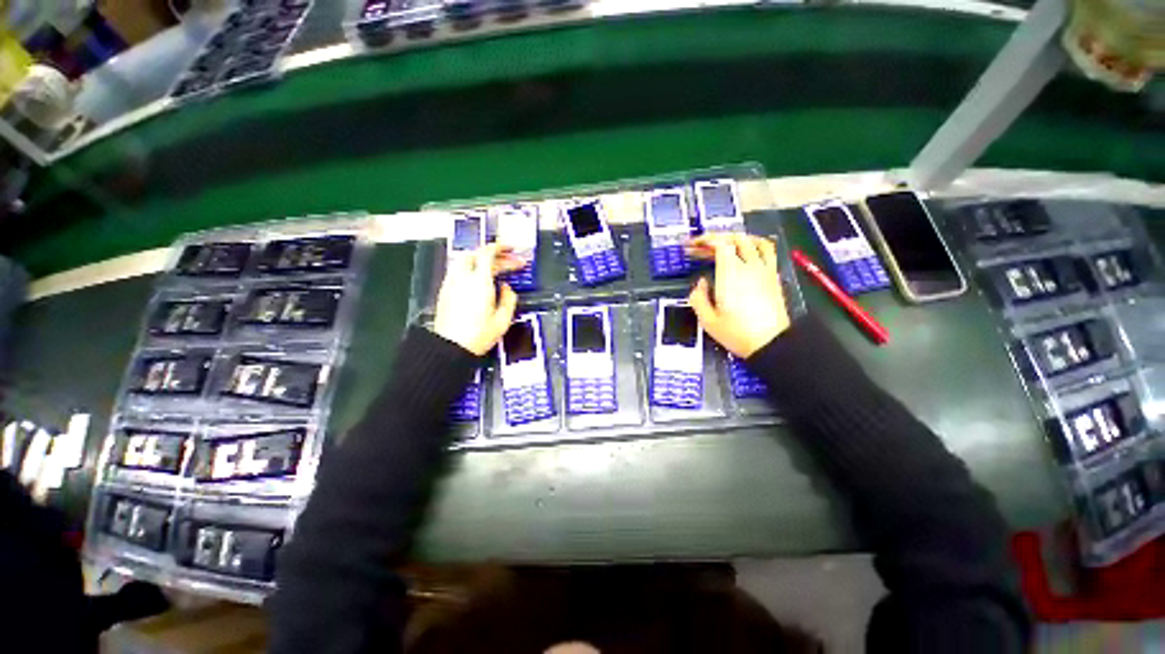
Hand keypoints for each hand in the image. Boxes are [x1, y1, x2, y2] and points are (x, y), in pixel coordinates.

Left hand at [433, 244, 524, 355]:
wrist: (450, 347)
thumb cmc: (478, 335)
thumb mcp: (503, 320)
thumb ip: (509, 299)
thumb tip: (507, 288)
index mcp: (479, 282)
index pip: (487, 253)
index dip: (500, 247)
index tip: (512, 249)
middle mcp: (463, 278)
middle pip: (476, 254)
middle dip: (494, 253)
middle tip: (508, 260)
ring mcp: (452, 283)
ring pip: (465, 260)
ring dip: (481, 259)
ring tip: (495, 268)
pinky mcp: (445, 291)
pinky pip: (459, 271)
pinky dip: (472, 268)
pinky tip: (480, 279)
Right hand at [687, 234, 789, 357]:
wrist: (771, 343)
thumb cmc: (737, 333)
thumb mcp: (708, 320)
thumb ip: (698, 298)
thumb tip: (700, 283)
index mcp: (730, 275)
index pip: (720, 244)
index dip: (704, 240)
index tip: (692, 246)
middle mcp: (749, 267)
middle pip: (735, 239)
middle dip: (715, 238)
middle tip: (701, 248)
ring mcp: (764, 270)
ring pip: (753, 241)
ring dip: (736, 238)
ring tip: (723, 244)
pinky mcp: (773, 277)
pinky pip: (767, 251)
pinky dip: (755, 244)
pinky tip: (747, 252)